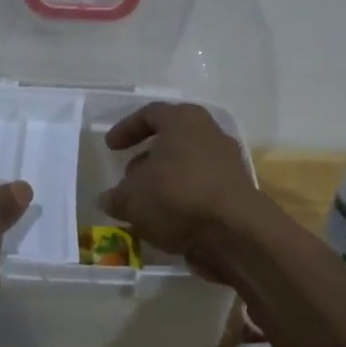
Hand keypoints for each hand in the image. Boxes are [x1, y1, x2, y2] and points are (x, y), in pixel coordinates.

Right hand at [99, 102, 268, 261]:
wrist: (235, 231)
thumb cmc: (177, 196)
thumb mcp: (132, 198)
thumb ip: (116, 197)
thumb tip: (108, 199)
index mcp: (183, 120)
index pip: (150, 114)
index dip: (126, 128)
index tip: (110, 148)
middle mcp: (209, 134)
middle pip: (172, 139)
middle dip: (147, 158)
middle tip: (128, 177)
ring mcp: (228, 162)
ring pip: (187, 166)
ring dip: (164, 182)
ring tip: (144, 204)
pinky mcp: (237, 191)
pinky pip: (201, 189)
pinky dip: (182, 200)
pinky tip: (166, 220)